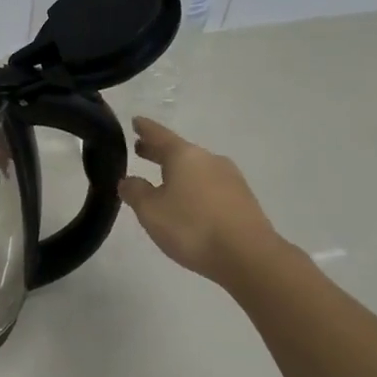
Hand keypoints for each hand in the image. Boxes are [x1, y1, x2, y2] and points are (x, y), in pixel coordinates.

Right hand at [118, 117, 284, 286]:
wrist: (248, 255)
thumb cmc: (192, 227)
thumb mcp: (151, 211)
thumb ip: (135, 192)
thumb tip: (128, 180)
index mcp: (185, 156)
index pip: (159, 135)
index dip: (145, 129)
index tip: (135, 121)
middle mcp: (209, 159)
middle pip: (179, 151)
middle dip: (159, 151)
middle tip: (141, 150)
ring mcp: (230, 178)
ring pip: (196, 168)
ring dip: (178, 171)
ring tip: (163, 180)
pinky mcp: (242, 199)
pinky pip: (210, 186)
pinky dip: (194, 187)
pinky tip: (189, 202)